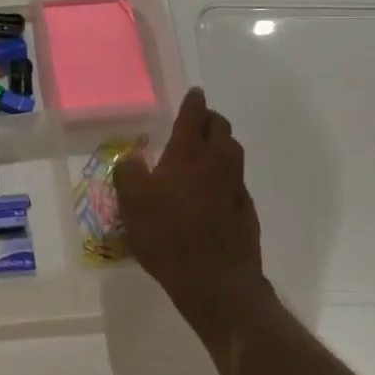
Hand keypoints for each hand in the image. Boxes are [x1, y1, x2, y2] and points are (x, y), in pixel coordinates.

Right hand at [116, 88, 271, 342]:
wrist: (216, 281)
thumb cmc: (167, 235)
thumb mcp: (131, 202)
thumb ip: (128, 172)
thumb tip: (133, 157)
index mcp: (188, 153)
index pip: (194, 116)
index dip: (193, 102)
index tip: (194, 92)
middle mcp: (217, 162)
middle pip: (221, 128)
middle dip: (210, 119)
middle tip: (196, 120)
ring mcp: (236, 187)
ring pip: (233, 152)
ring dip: (221, 144)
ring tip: (204, 150)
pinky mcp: (246, 211)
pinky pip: (236, 180)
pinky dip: (225, 174)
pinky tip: (211, 190)